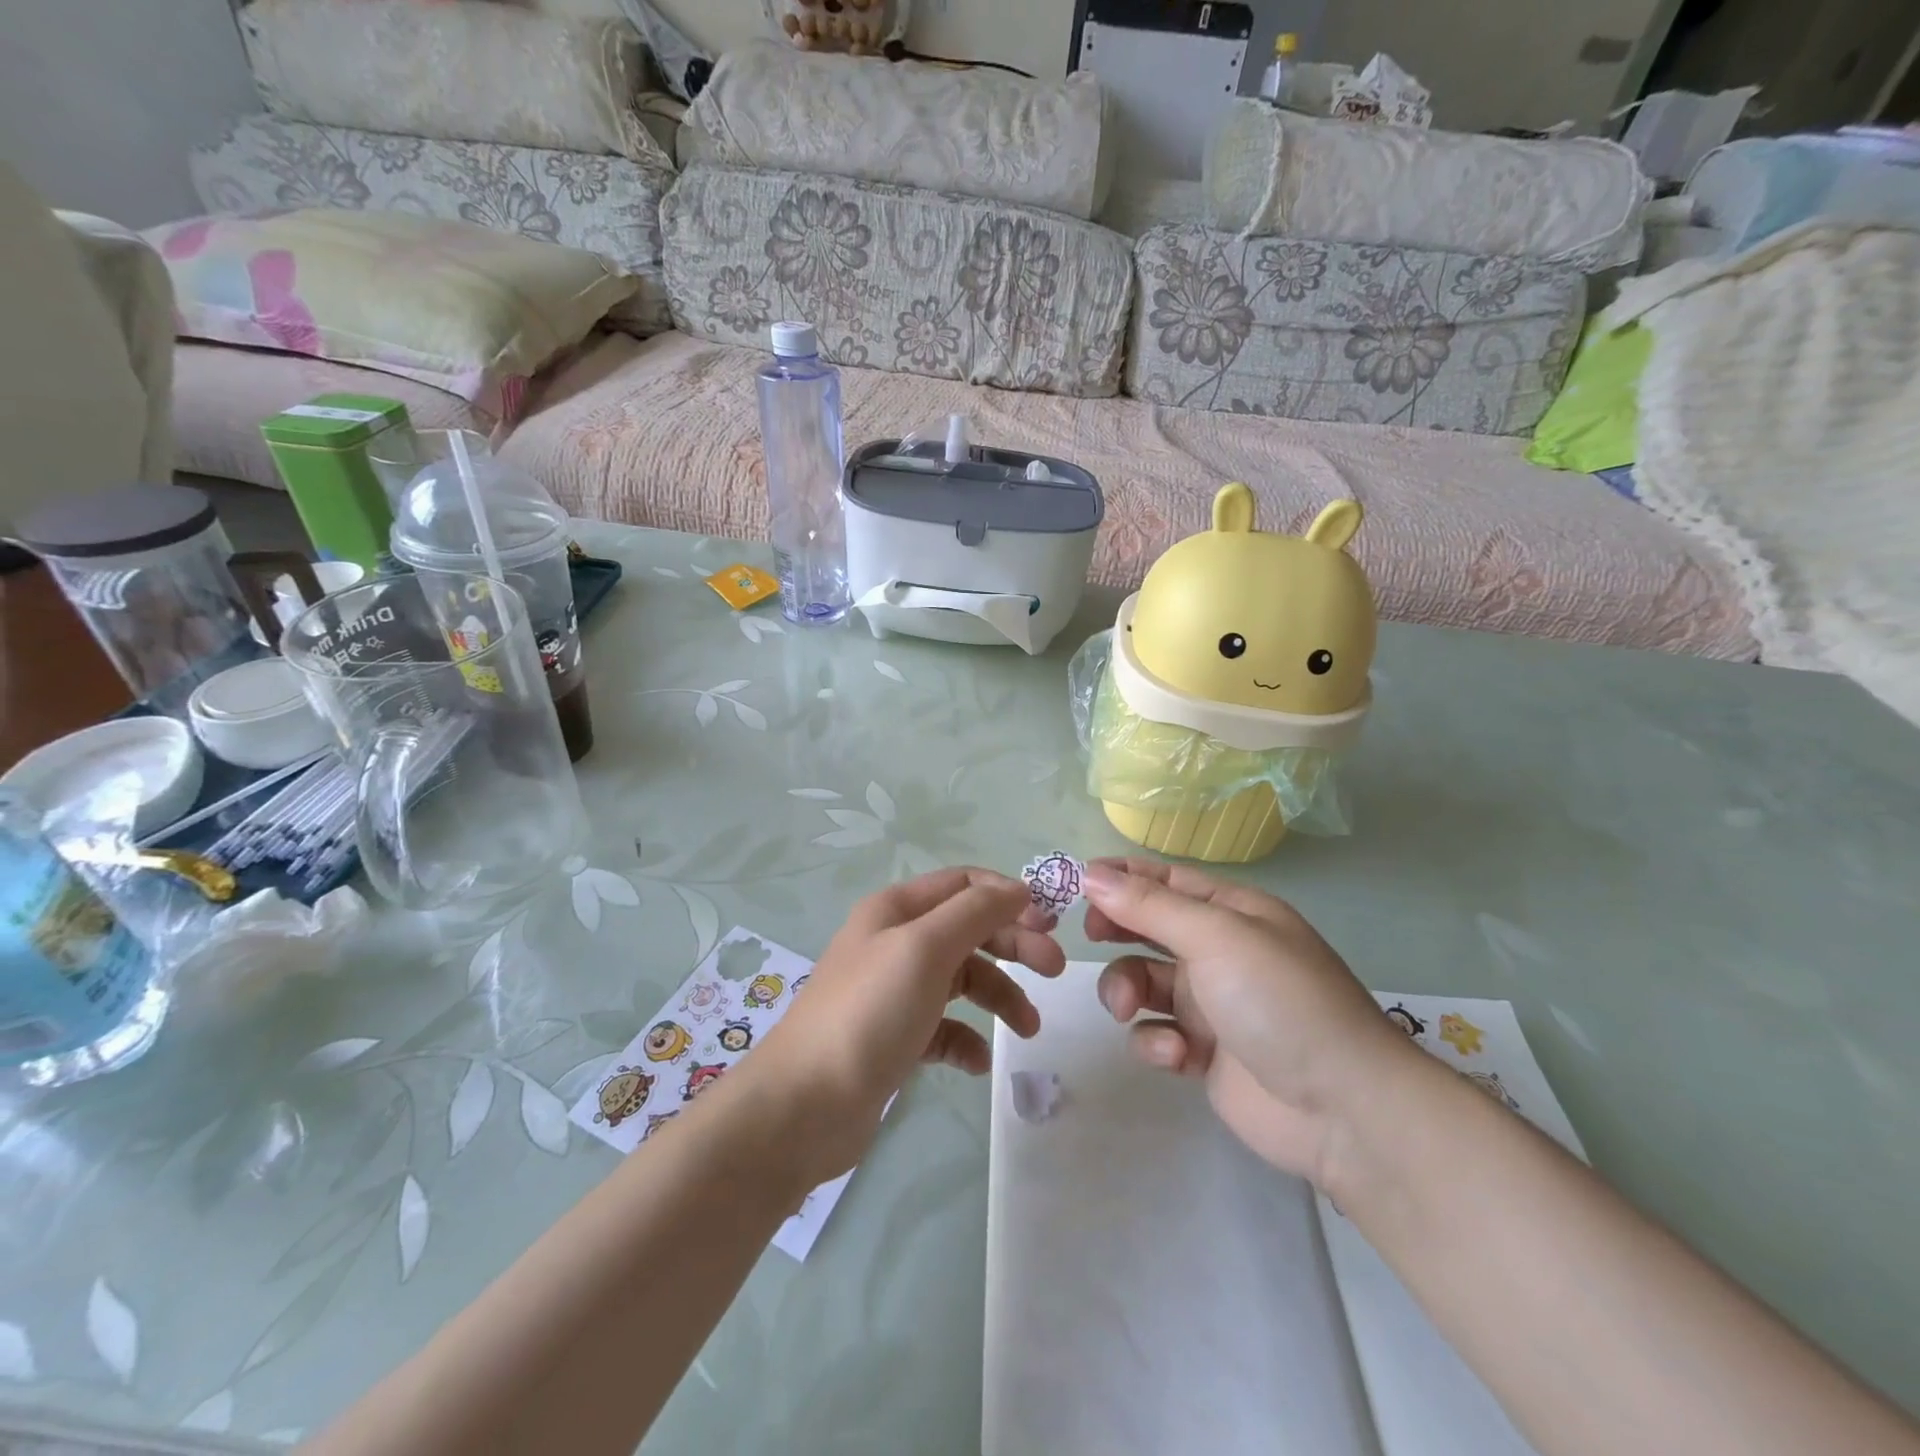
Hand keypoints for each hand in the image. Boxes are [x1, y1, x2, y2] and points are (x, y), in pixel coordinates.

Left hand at [749, 867, 1065, 1180]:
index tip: (1050, 924)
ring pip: (961, 980)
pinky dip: (966, 1039)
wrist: (804, 1105)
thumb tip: (1018, 889)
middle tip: (1054, 971)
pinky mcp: (895, 1038)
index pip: (963, 884)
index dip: (1008, 896)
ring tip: (1028, 1030)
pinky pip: (944, 1028)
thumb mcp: (925, 948)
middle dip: (1012, 946)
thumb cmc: (869, 1013)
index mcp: (896, 910)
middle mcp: (895, 942)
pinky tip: (976, 1063)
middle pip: (968, 930)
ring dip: (999, 997)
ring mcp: (894, 992)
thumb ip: (975, 913)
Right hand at [1084, 858, 1416, 1187]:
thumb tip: (1090, 874)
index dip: (1120, 876)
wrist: (1343, 1109)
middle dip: (1117, 929)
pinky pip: (1157, 1032)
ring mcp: (1211, 1003)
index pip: (1165, 879)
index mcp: (1232, 912)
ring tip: (1127, 1010)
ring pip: (1143, 980)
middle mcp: (1220, 951)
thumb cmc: (1279, 1001)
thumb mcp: (1215, 937)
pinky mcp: (1203, 1052)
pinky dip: (1156, 1041)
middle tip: (1092, 936)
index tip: (1076, 882)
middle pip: (1149, 926)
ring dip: (1127, 990)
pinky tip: (1176, 1055)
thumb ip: (1149, 906)